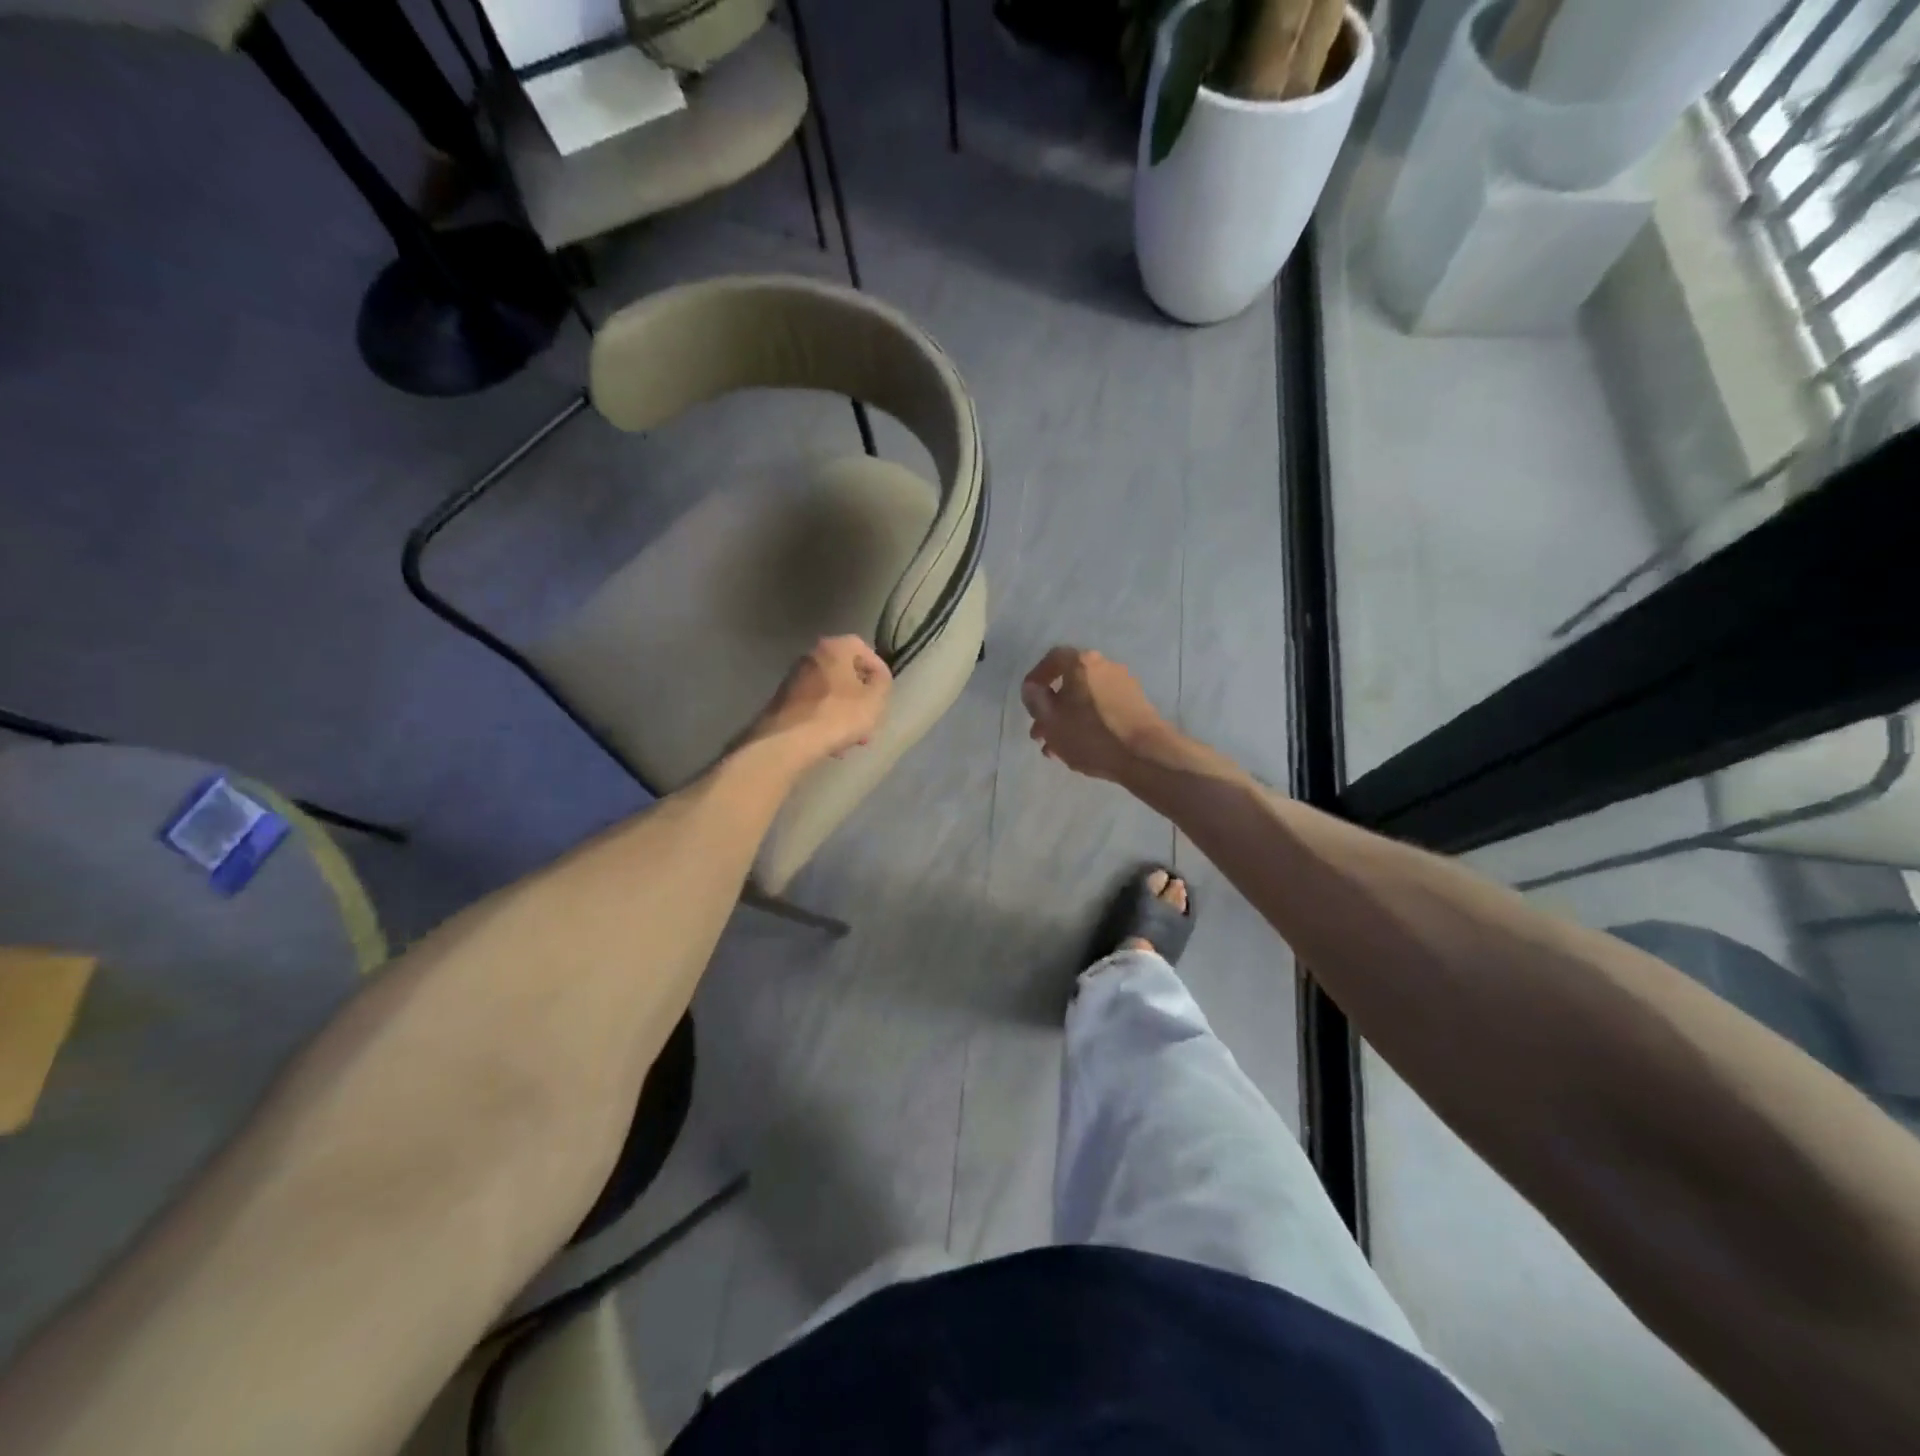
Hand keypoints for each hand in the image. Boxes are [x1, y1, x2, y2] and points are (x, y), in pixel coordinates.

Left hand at [743, 635, 891, 768]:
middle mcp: (810, 656)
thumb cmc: (838, 715)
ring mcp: (794, 679)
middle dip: (861, 698)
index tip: (884, 693)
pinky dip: (827, 720)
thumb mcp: (874, 699)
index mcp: (834, 648)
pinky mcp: (783, 701)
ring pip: (830, 693)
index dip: (878, 670)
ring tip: (855, 739)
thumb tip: (877, 678)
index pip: (864, 649)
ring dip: (845, 712)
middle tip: (871, 719)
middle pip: (845, 673)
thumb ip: (883, 682)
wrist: (789, 741)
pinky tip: (833, 743)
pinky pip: (814, 706)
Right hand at [1021, 646, 1175, 782]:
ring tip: (1057, 748)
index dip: (1036, 678)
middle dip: (1051, 708)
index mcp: (1082, 663)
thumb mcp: (1051, 721)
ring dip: (1067, 720)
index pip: (1052, 659)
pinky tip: (1080, 748)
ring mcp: (1123, 684)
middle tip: (1039, 733)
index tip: (1028, 700)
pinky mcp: (1136, 704)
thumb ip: (1035, 700)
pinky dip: (1087, 722)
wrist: (1146, 755)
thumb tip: (1031, 687)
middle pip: (1069, 682)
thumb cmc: (1091, 734)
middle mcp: (1104, 665)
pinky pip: (1102, 708)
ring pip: (1085, 699)